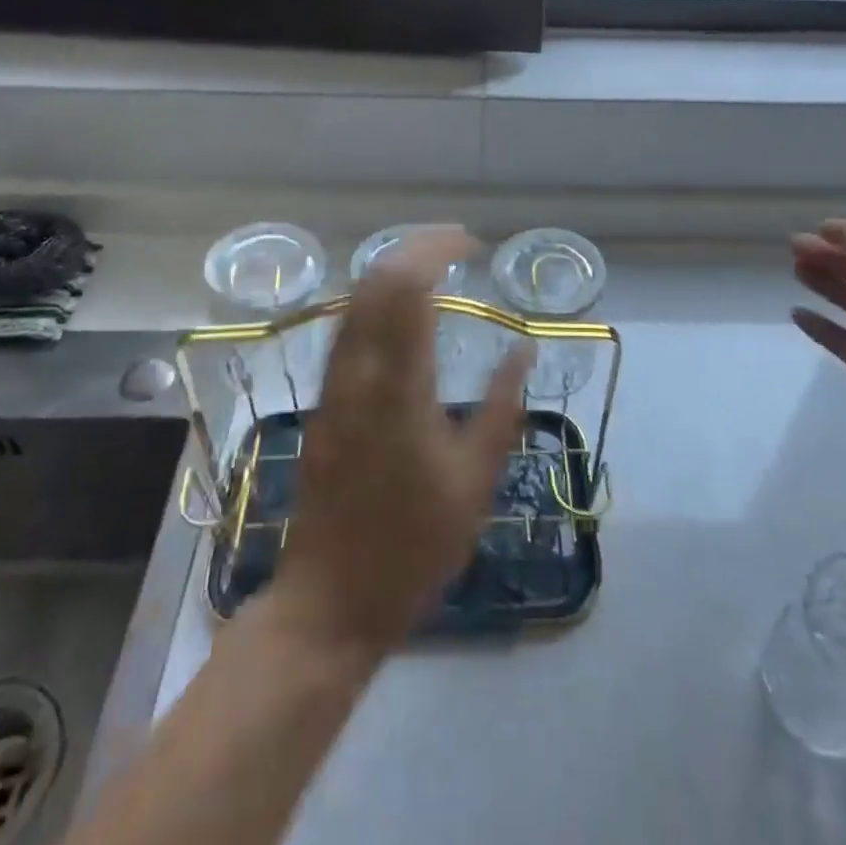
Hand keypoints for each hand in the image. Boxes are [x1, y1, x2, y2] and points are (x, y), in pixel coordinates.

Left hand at [271, 228, 529, 656]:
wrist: (331, 600)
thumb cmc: (414, 546)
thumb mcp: (476, 481)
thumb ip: (503, 407)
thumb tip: (523, 347)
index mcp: (399, 389)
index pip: (407, 288)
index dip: (437, 250)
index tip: (473, 244)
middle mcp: (358, 374)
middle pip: (374, 280)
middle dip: (415, 247)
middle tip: (457, 244)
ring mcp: (332, 386)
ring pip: (354, 299)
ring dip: (393, 269)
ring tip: (435, 264)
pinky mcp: (322, 401)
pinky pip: (347, 327)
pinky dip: (376, 299)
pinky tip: (402, 310)